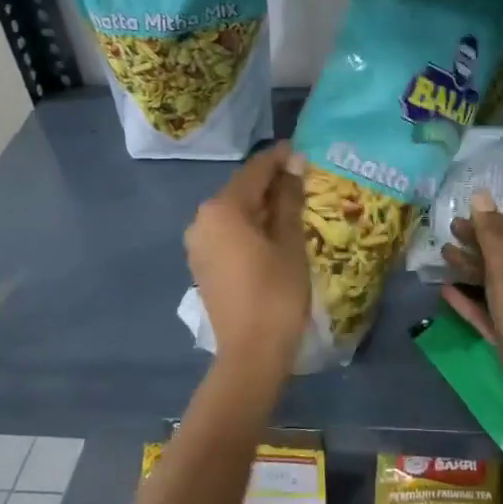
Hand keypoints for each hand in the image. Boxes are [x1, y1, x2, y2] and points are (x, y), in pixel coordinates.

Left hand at [185, 143, 309, 367]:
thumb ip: (289, 198)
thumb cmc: (276, 293)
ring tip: (294, 206)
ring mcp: (198, 244)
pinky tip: (273, 233)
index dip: (280, 158)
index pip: (255, 170)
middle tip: (304, 179)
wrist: (250, 353)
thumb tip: (293, 164)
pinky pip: (227, 233)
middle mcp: (202, 219)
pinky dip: (249, 227)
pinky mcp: (202, 265)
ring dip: (261, 206)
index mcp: (222, 208)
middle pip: (241, 190)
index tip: (302, 150)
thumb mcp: (289, 242)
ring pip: (234, 212)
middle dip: (271, 183)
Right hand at [440, 192, 502, 442]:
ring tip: (443, 255)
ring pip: (490, 282)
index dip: (489, 220)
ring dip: (469, 267)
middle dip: (476, 240)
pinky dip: (467, 300)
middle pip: (499, 255)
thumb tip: (481, 196)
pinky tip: (446, 293)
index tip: (463, 213)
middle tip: (449, 230)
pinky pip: (483, 311)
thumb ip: (494, 238)